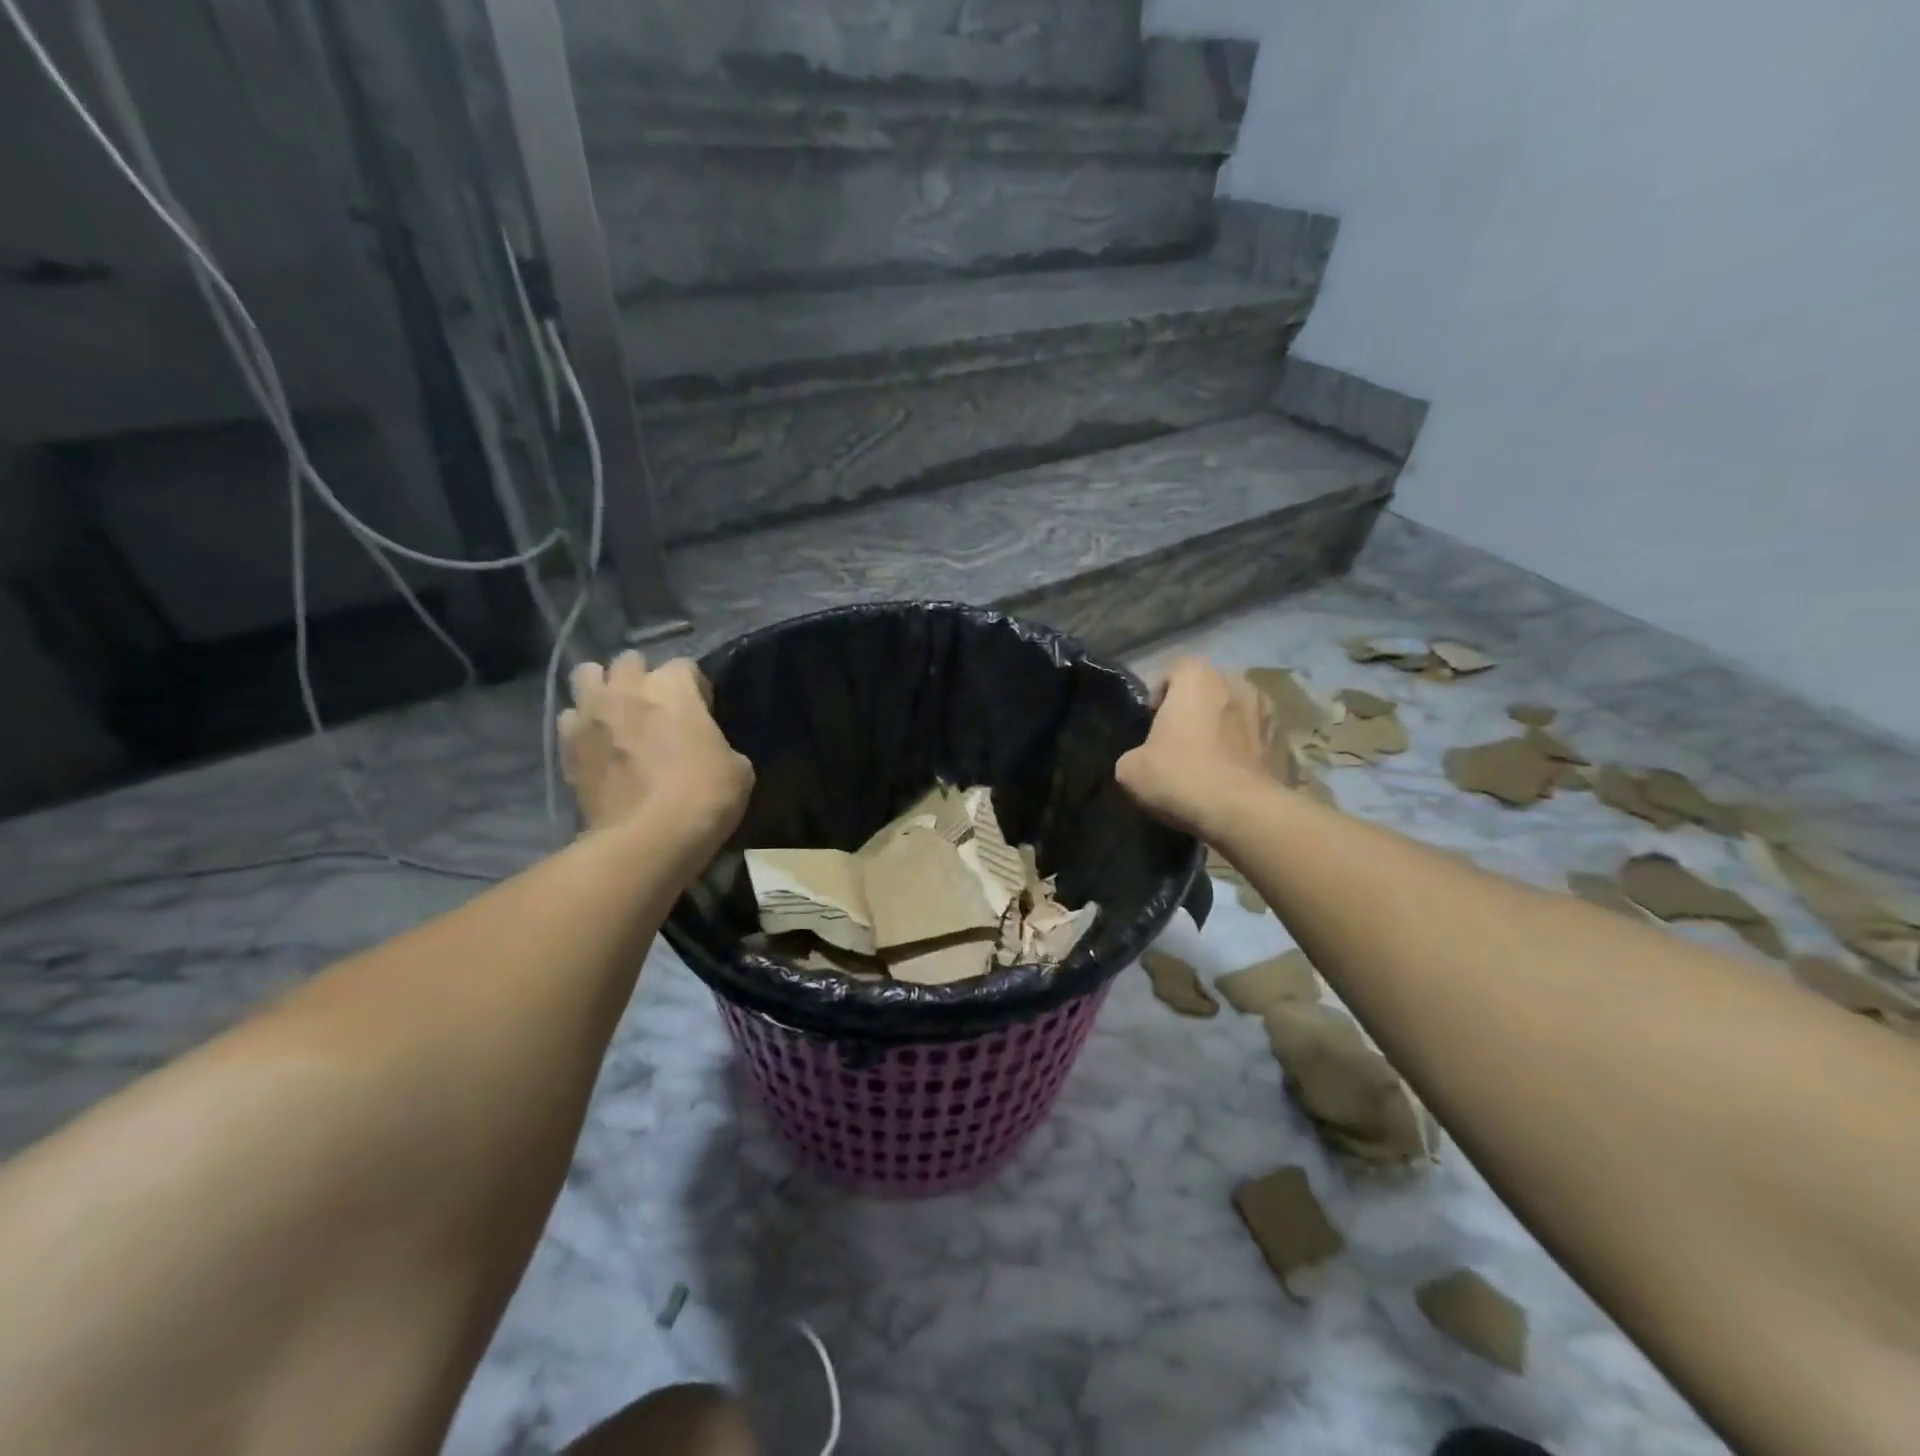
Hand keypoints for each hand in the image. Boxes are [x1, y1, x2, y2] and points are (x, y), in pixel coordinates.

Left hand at [558, 652, 753, 846]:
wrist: (648, 838)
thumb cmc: (704, 795)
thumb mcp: (737, 767)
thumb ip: (716, 742)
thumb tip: (704, 746)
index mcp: (673, 687)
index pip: (684, 666)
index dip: (695, 688)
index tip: (702, 712)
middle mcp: (627, 689)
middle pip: (628, 661)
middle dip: (641, 678)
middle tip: (655, 709)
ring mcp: (591, 715)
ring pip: (585, 676)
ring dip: (602, 689)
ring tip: (616, 716)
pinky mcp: (567, 746)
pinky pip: (569, 719)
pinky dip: (582, 726)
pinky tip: (597, 747)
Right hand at [1116, 657, 1274, 838]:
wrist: (1244, 812)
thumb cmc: (1182, 776)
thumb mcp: (1130, 770)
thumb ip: (1134, 753)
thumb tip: (1142, 761)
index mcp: (1198, 678)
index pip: (1175, 670)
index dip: (1161, 694)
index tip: (1153, 723)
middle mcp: (1237, 682)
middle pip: (1209, 689)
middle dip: (1196, 709)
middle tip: (1181, 741)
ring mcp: (1268, 711)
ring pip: (1237, 712)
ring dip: (1225, 728)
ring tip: (1211, 760)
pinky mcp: (1286, 742)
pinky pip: (1258, 739)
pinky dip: (1246, 751)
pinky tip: (1233, 778)